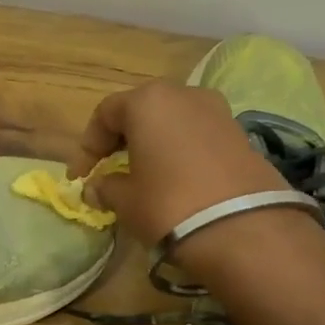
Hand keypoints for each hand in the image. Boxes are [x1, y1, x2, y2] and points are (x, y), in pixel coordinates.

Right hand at [69, 81, 292, 248]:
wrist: (244, 229)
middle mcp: (183, 94)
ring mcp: (217, 111)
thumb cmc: (169, 205)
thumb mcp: (126, 200)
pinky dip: (179, 150)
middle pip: (141, 110)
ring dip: (152, 143)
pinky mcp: (241, 133)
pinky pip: (196, 135)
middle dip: (120, 139)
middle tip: (107, 169)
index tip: (79, 177)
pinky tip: (174, 179)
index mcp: (148, 101)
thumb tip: (96, 187)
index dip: (87, 146)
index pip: (105, 114)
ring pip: (171, 121)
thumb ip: (105, 187)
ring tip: (142, 174)